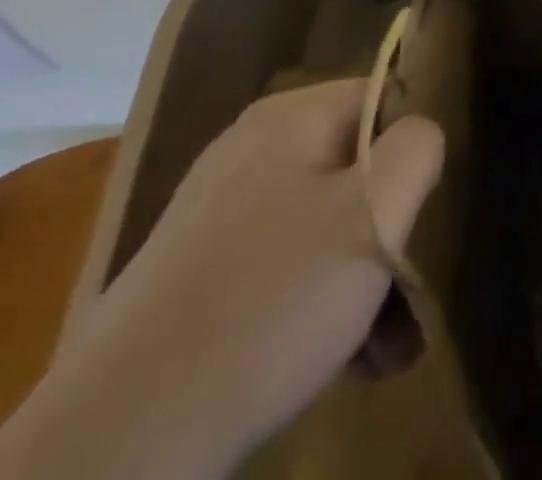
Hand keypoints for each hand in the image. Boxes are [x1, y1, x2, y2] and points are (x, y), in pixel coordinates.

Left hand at [0, 79, 443, 479]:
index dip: (414, 149)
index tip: (424, 213)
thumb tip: (420, 133)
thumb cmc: (268, 305)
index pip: (385, 98)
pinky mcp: (195, 274)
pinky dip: (317, 302)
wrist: (117, 444)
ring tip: (380, 345)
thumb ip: (416, 150)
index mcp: (289, 117)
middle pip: (356, 166)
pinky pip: (283, 265)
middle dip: (391, 230)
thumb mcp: (373, 215)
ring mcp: (217, 212)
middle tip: (407, 293)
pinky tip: (338, 359)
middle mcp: (250, 149)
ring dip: (363, 277)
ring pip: (324, 223)